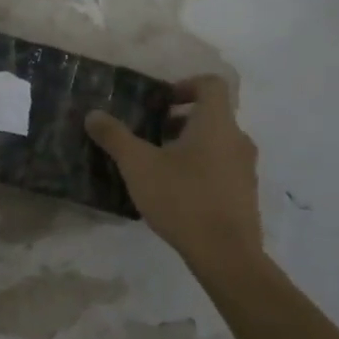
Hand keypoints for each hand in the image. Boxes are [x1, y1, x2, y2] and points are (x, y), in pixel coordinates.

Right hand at [86, 75, 262, 263]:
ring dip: (189, 145)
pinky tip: (175, 192)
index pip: (211, 84)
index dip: (185, 85)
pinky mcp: (245, 194)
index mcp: (216, 123)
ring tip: (158, 165)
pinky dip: (200, 168)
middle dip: (179, 120)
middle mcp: (237, 139)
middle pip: (212, 114)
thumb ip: (115, 137)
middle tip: (150, 135)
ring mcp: (245, 168)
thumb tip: (93, 114)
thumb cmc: (182, 199)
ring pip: (217, 142)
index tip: (161, 102)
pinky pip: (222, 167)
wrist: (226, 254)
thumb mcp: (138, 165)